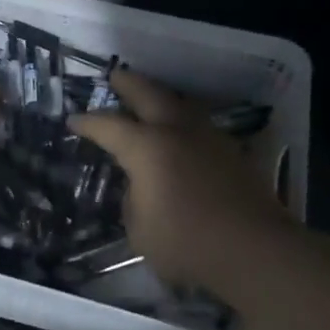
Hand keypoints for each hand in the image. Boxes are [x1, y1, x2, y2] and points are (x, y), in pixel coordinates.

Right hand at [72, 68, 289, 287]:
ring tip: (150, 99)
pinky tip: (181, 134)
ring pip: (180, 105)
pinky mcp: (233, 153)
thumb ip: (133, 200)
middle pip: (149, 94)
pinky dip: (184, 123)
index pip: (108, 125)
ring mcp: (209, 139)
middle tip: (115, 76)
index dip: (87, 122)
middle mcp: (177, 131)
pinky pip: (200, 126)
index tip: (73, 120)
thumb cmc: (187, 244)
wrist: (255, 252)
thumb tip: (140, 186)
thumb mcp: (139, 230)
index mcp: (146, 147)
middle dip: (128, 83)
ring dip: (161, 98)